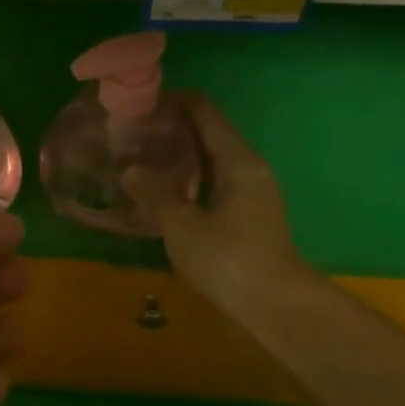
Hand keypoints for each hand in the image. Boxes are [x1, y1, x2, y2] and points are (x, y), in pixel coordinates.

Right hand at [125, 93, 306, 324]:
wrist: (274, 304)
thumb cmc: (228, 259)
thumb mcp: (182, 226)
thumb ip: (155, 194)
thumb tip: (130, 169)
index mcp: (237, 160)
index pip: (204, 112)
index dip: (174, 101)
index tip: (140, 102)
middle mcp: (249, 166)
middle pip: (209, 132)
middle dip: (173, 128)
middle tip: (133, 133)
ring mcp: (253, 191)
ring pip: (213, 159)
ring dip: (181, 155)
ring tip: (143, 158)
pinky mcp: (249, 213)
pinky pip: (216, 180)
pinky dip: (191, 178)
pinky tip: (166, 191)